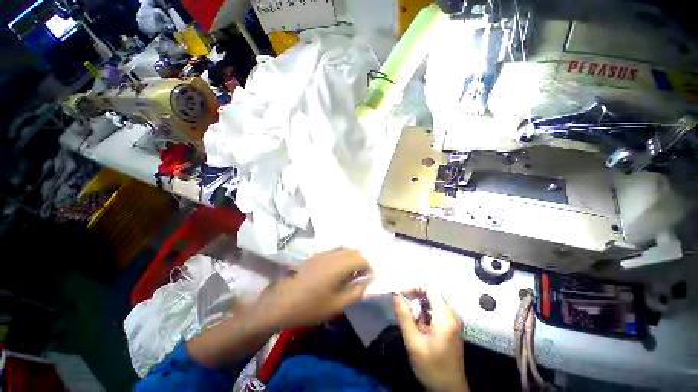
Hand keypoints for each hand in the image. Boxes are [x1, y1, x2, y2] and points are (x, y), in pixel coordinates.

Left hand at [263, 248, 371, 328]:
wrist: (281, 302)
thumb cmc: (311, 306)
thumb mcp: (337, 305)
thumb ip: (357, 292)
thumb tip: (368, 281)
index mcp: (339, 265)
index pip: (361, 259)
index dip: (368, 268)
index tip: (367, 280)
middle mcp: (332, 254)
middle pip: (353, 251)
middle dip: (360, 262)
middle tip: (359, 277)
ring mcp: (322, 253)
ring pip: (343, 249)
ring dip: (350, 258)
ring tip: (348, 274)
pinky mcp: (314, 256)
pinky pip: (333, 251)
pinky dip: (340, 256)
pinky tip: (335, 271)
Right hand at [394, 291, 468, 391]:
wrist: (449, 390)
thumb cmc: (431, 368)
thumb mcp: (413, 342)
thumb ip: (404, 316)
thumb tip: (396, 294)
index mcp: (446, 317)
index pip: (430, 288)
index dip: (413, 287)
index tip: (400, 294)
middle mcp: (452, 314)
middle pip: (431, 293)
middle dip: (414, 296)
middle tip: (401, 306)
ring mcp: (453, 320)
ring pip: (432, 301)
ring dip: (419, 306)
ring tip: (409, 318)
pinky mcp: (451, 325)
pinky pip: (435, 310)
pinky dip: (424, 312)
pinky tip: (418, 325)